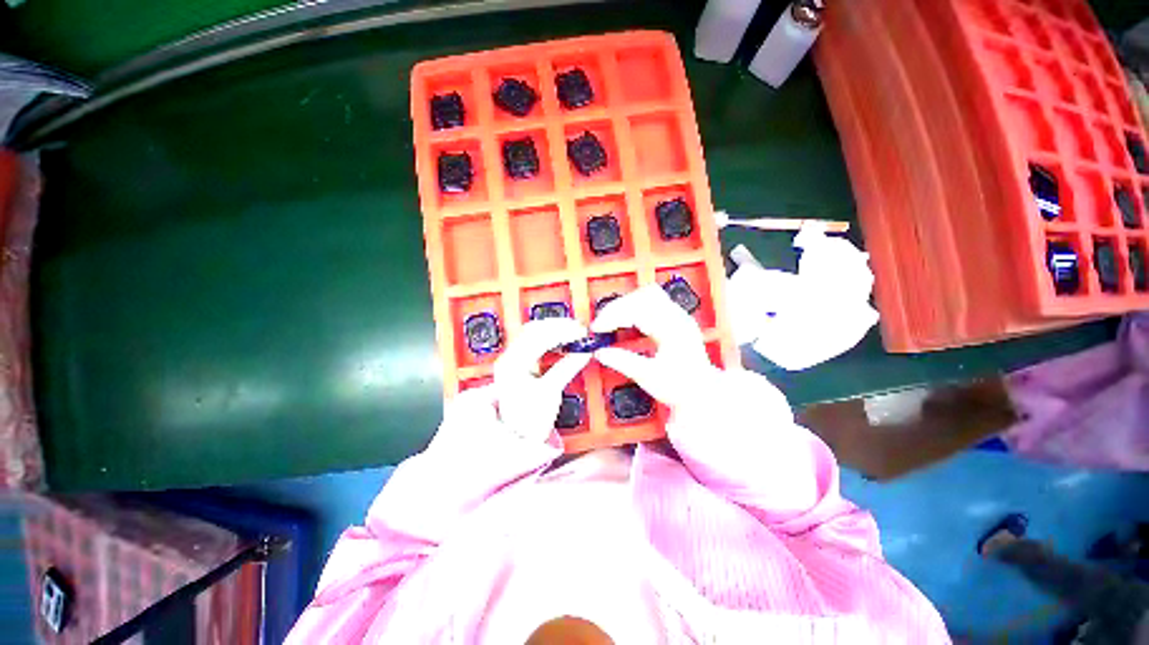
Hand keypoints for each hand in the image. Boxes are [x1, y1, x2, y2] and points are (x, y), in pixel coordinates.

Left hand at [492, 318, 591, 441]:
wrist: (516, 435)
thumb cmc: (530, 419)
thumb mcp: (550, 393)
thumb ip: (567, 368)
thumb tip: (584, 351)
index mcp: (513, 365)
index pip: (538, 338)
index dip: (561, 331)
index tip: (580, 331)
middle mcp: (509, 358)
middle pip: (533, 330)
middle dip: (558, 326)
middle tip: (579, 328)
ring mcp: (511, 359)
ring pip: (532, 332)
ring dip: (553, 329)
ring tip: (573, 331)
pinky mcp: (518, 362)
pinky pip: (533, 341)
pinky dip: (549, 336)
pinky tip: (561, 339)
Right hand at [591, 285, 716, 405]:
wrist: (704, 393)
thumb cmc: (681, 388)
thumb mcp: (648, 377)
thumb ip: (622, 362)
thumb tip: (600, 352)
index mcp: (673, 330)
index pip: (638, 309)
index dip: (613, 315)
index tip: (597, 328)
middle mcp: (678, 317)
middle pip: (643, 295)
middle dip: (618, 307)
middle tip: (602, 324)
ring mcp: (678, 316)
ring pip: (648, 294)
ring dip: (626, 304)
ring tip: (611, 321)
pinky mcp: (676, 319)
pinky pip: (652, 302)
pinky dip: (635, 308)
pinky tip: (626, 321)